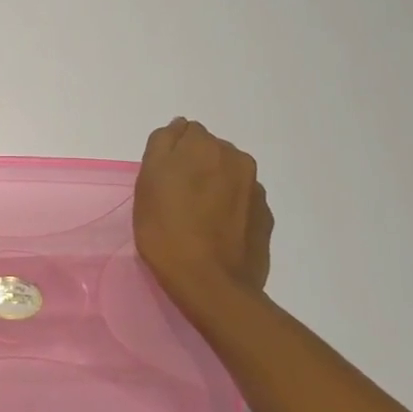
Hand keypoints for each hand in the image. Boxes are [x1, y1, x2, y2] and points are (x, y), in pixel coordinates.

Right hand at [133, 118, 273, 310]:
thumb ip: (162, 145)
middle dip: (195, 166)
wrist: (211, 284)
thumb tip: (178, 127)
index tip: (161, 180)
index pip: (185, 132)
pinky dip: (230, 207)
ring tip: (198, 217)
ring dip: (214, 185)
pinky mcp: (265, 215)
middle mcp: (236, 158)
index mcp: (204, 146)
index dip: (171, 154)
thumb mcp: (147, 182)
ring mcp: (255, 188)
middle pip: (209, 151)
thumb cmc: (167, 230)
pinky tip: (216, 231)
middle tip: (176, 199)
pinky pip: (241, 200)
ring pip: (228, 174)